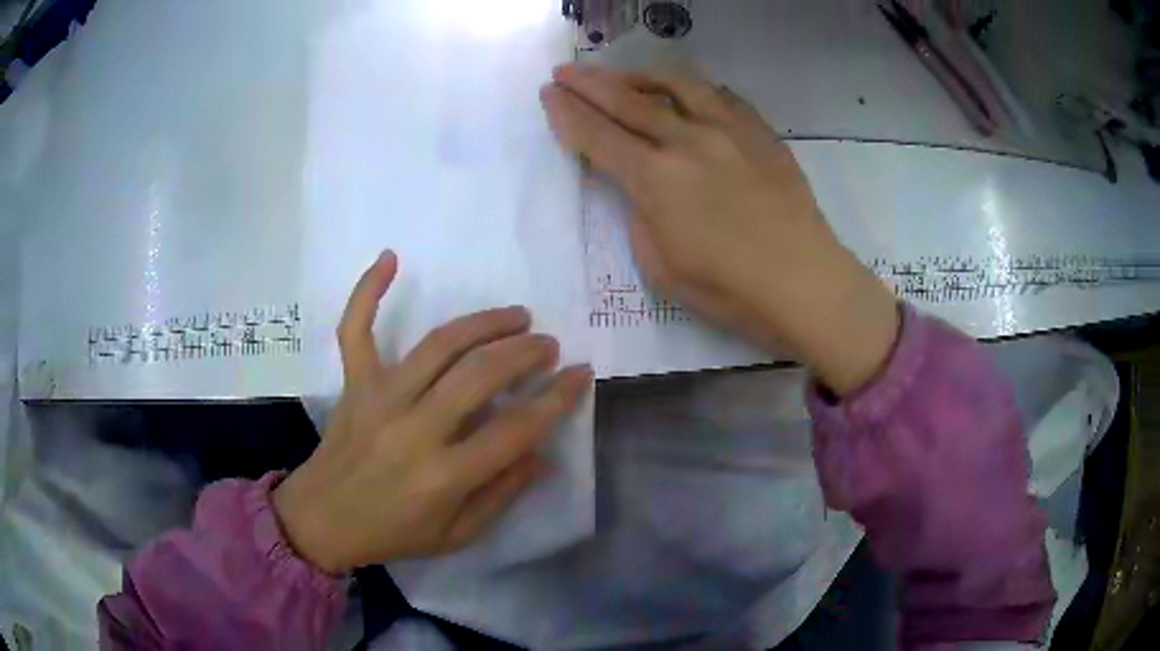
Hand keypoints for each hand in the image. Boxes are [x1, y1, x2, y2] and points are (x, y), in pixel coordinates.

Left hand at [273, 252, 591, 573]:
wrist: (322, 520)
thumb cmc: (392, 533)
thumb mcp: (456, 535)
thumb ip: (501, 495)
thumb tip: (543, 456)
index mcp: (444, 475)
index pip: (515, 429)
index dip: (556, 399)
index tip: (581, 375)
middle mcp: (414, 429)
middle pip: (480, 374)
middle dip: (525, 352)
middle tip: (548, 345)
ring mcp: (379, 398)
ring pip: (438, 344)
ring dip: (483, 323)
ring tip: (516, 316)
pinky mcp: (354, 383)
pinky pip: (356, 329)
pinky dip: (368, 291)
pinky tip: (390, 258)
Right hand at [540, 64, 898, 394]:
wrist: (803, 281)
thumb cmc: (729, 289)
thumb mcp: (661, 267)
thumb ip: (641, 216)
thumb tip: (642, 187)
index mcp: (655, 179)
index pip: (597, 136)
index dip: (567, 113)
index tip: (549, 94)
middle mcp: (687, 140)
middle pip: (627, 100)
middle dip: (589, 83)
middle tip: (566, 71)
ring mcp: (728, 130)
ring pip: (675, 85)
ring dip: (640, 75)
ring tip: (623, 75)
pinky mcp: (760, 132)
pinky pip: (722, 96)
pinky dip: (695, 88)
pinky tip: (687, 90)